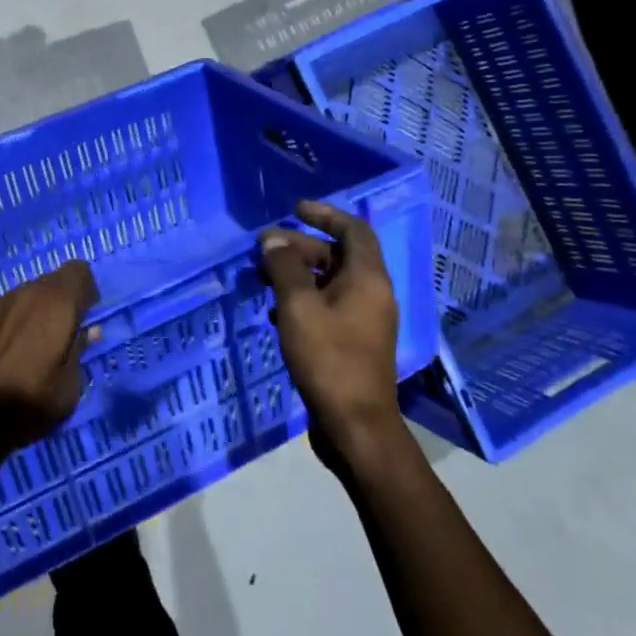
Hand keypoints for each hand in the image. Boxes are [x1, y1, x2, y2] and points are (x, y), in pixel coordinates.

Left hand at [0, 259, 99, 461]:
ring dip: (31, 314)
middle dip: (59, 305)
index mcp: (56, 302)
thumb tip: (87, 331)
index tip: (85, 319)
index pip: (79, 270)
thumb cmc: (30, 402)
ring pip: (22, 298)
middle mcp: (25, 292)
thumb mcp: (70, 385)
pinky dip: (6, 326)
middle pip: (50, 283)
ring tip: (27, 351)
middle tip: (59, 340)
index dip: (86, 292)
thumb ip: (79, 350)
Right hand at [259, 201, 403, 467]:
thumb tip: (273, 239)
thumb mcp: (298, 307)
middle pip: (337, 256)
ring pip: (329, 283)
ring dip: (297, 275)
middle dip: (300, 248)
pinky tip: (275, 315)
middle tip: (264, 251)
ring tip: (262, 280)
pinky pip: (327, 308)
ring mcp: (364, 321)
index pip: (354, 230)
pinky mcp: (353, 344)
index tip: (294, 209)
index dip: (325, 214)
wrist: (355, 425)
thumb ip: (284, 267)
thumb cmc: (328, 358)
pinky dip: (302, 302)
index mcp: (368, 279)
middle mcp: (372, 294)